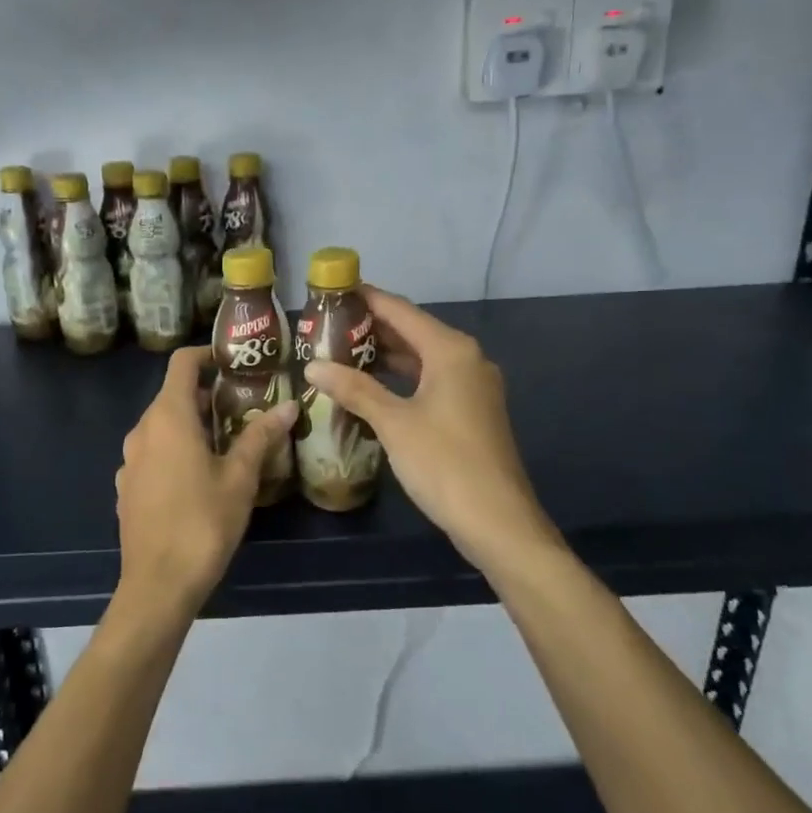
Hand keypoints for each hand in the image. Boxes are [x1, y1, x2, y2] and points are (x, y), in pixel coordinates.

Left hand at [114, 346, 297, 616]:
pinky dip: (175, 449)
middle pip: (173, 394)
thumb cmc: (203, 522)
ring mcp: (129, 460)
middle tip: (244, 405)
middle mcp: (142, 430)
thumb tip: (289, 406)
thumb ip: (260, 436)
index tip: (234, 361)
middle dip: (207, 394)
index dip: (207, 354)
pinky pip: (153, 453)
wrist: (158, 584)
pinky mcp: (126, 486)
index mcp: (168, 417)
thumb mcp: (240, 477)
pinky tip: (199, 475)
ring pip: (162, 425)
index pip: (182, 363)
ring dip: (192, 423)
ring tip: (228, 439)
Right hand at [303, 287, 557, 573]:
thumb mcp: (394, 423)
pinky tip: (372, 387)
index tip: (332, 291)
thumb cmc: (445, 463)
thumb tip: (314, 366)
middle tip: (327, 326)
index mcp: (450, 350)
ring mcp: (472, 386)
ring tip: (340, 352)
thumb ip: (355, 389)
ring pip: (422, 358)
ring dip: (385, 355)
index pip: (400, 310)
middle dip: (371, 328)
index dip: (366, 299)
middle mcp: (466, 359)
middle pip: (412, 331)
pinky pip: (430, 380)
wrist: (498, 521)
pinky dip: (401, 378)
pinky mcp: (472, 411)